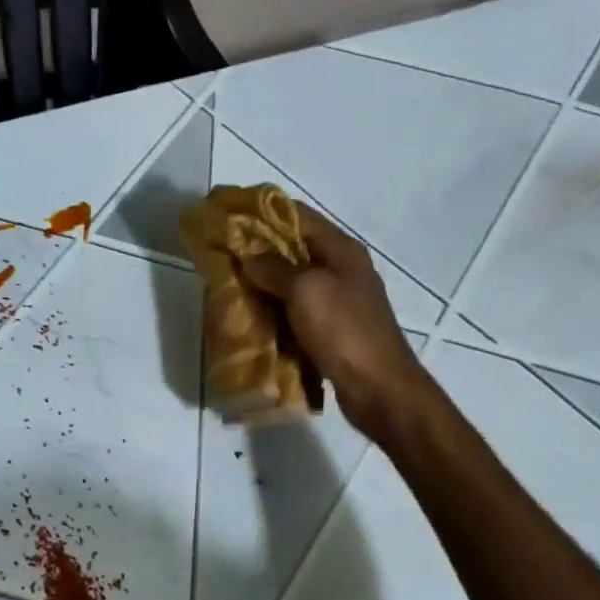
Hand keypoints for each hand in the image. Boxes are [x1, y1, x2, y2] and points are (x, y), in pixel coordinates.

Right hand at [239, 202, 434, 441]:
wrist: (379, 388)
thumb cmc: (344, 330)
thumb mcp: (306, 290)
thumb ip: (273, 267)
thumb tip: (246, 254)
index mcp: (340, 250)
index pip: (297, 216)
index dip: (261, 211)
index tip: (227, 212)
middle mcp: (341, 269)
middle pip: (292, 248)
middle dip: (256, 249)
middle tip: (220, 251)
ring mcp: (337, 301)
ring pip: (291, 281)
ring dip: (261, 282)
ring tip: (226, 283)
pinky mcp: (330, 329)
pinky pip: (294, 310)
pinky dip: (272, 309)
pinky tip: (248, 315)